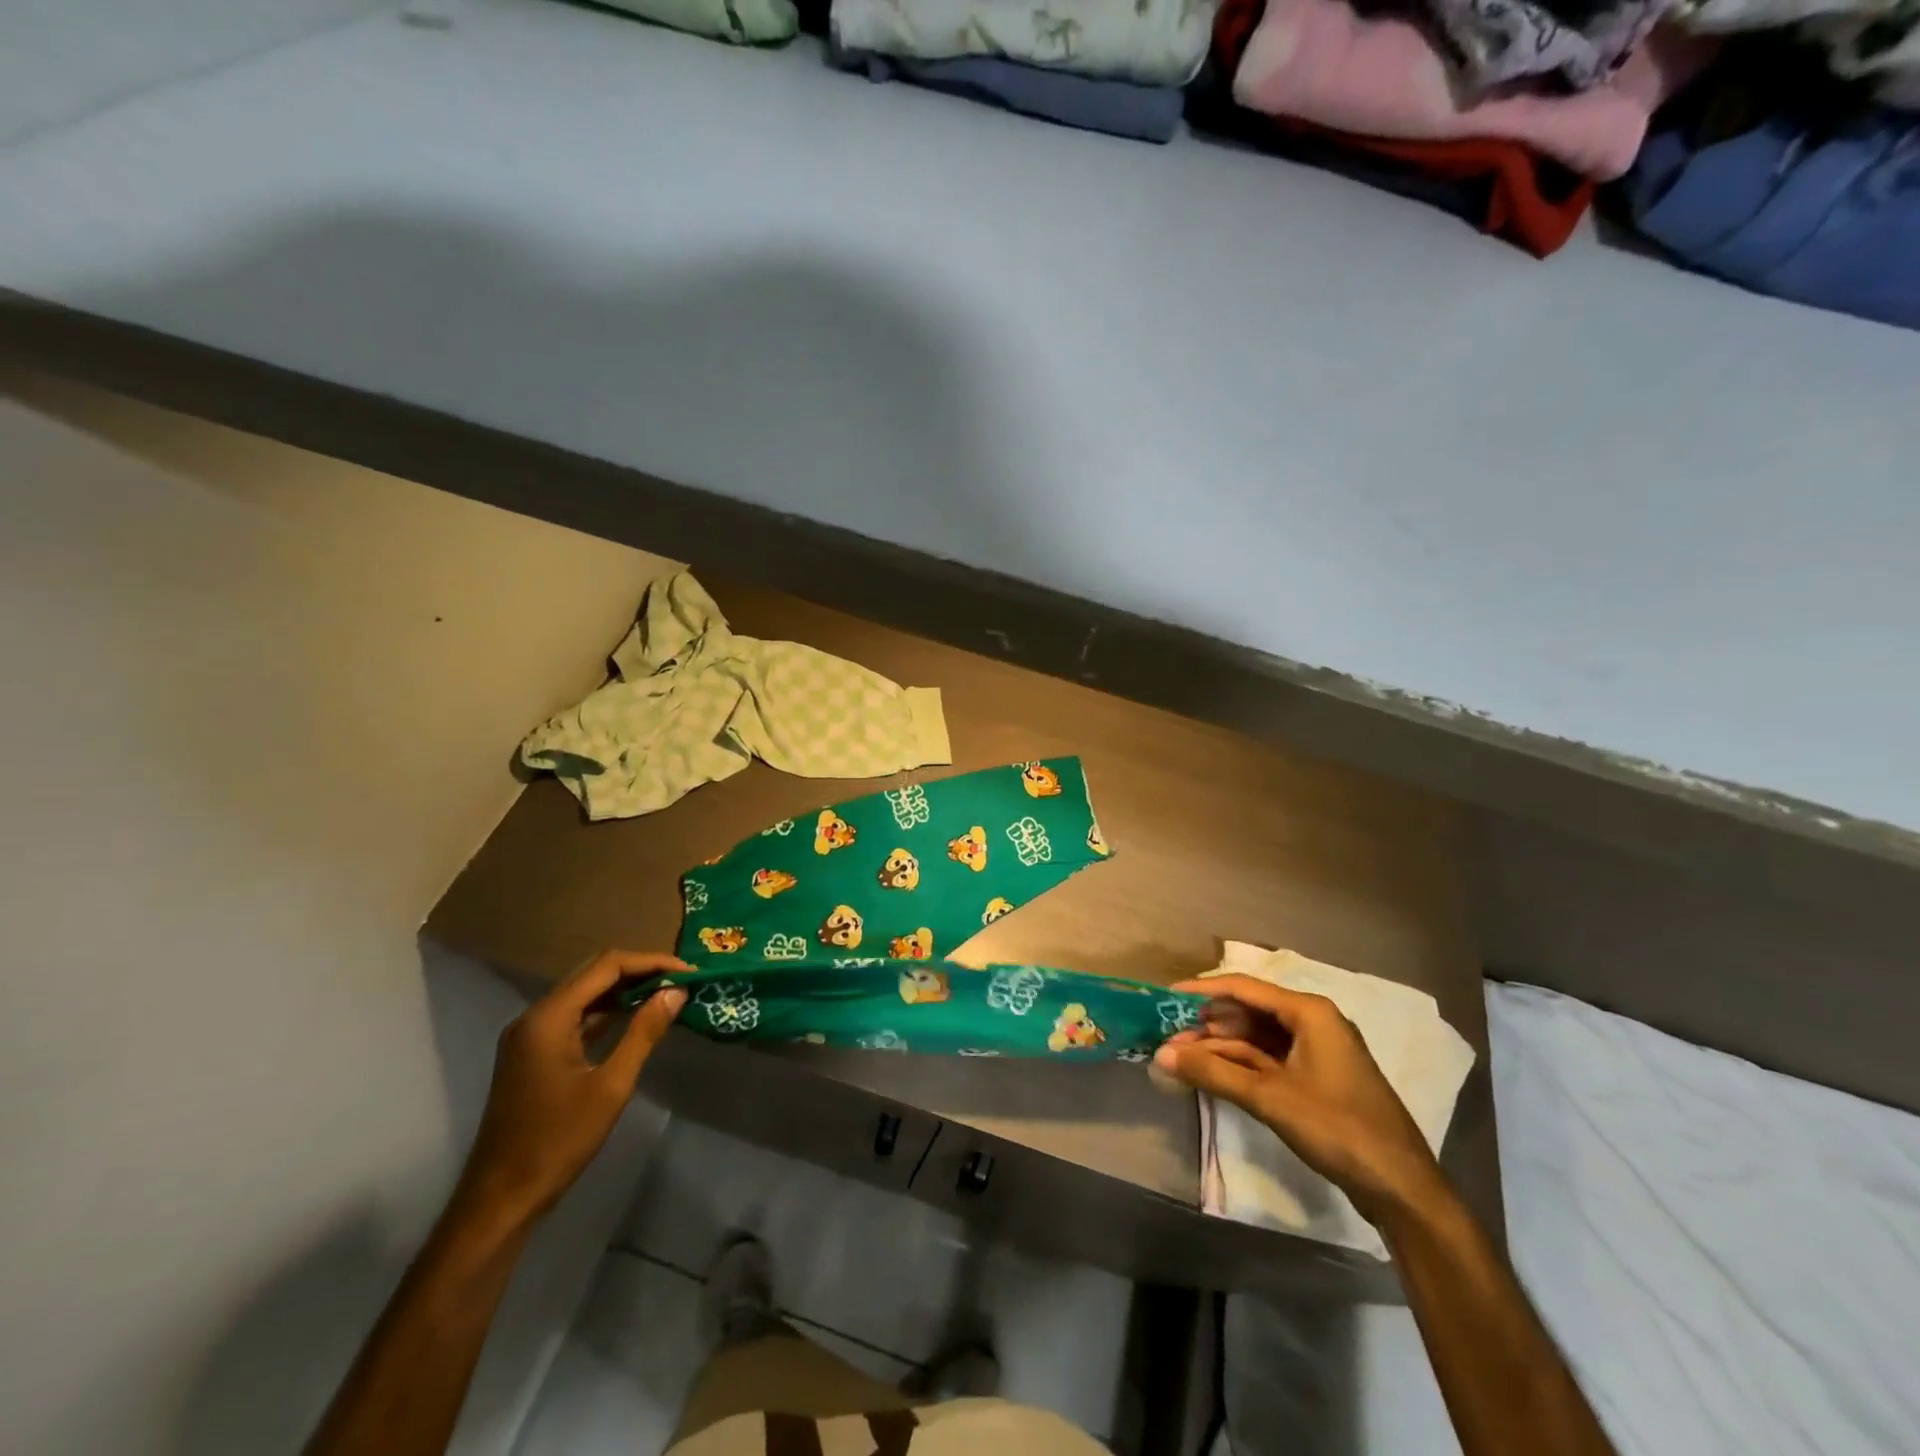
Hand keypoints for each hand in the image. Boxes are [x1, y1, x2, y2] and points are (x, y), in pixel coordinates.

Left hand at [453, 950, 688, 1228]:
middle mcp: (534, 1016)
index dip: (651, 962)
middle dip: (639, 971)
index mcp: (548, 1017)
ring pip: (584, 994)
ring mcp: (530, 1035)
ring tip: (666, 994)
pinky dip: (606, 1011)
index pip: (607, 966)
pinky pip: (575, 1016)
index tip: (688, 972)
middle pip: (593, 973)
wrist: (502, 1198)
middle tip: (680, 980)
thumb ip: (644, 1032)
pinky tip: (635, 1016)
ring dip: (624, 990)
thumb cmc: (558, 1140)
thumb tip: (676, 992)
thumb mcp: (611, 1086)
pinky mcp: (532, 1053)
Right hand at [1155, 973, 1448, 1223]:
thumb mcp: (1269, 1098)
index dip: (1201, 991)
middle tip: (1167, 1035)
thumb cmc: (1337, 1129)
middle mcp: (1313, 1021)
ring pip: (1256, 1037)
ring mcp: (1316, 1051)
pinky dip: (1239, 1064)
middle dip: (1207, 1023)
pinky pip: (1269, 1058)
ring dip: (1220, 1046)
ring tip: (1180, 1057)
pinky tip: (1211, 1073)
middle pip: (1248, 1011)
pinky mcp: (1317, 1077)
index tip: (1164, 998)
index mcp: (1309, 1012)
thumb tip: (1161, 1054)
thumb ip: (1213, 1072)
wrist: (1402, 1188)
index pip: (1243, 987)